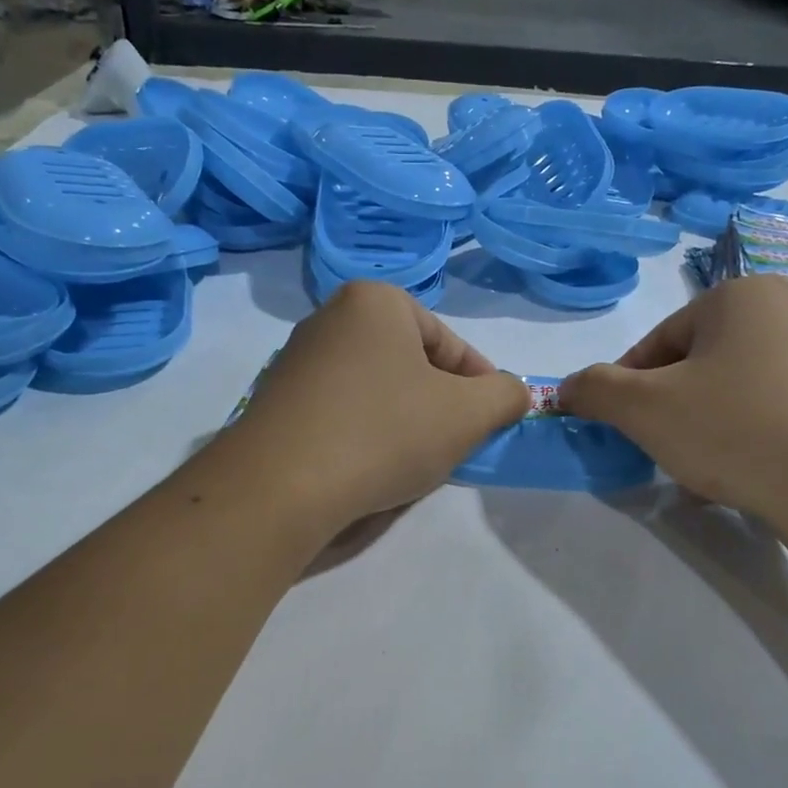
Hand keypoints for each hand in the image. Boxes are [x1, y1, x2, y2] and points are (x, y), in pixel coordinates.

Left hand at [227, 281, 530, 534]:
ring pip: (376, 390)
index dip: (480, 386)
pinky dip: (364, 434)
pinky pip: (341, 411)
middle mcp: (329, 317)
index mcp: (375, 301)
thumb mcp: (468, 414)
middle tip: (451, 444)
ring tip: (411, 461)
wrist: (281, 486)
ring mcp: (296, 360)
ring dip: (403, 421)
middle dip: (438, 404)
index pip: (450, 344)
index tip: (489, 423)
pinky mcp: (276, 401)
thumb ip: (505, 395)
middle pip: (411, 364)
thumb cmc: (385, 433)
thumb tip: (512, 392)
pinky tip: (368, 468)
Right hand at [559, 276, 787, 534]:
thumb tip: (565, 388)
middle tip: (659, 451)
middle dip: (668, 413)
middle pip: (695, 368)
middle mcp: (785, 315)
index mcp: (740, 296)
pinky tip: (735, 481)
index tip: (619, 426)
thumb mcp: (643, 408)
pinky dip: (742, 445)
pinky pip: (767, 419)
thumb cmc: (733, 427)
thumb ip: (595, 391)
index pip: (658, 341)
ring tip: (698, 473)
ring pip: (729, 397)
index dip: (626, 387)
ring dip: (701, 433)